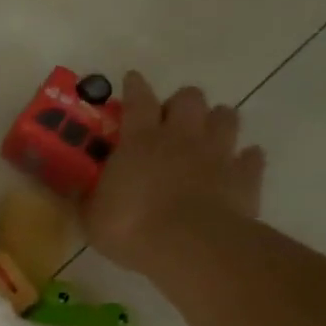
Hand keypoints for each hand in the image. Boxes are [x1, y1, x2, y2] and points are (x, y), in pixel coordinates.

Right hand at [81, 72, 266, 275]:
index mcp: (140, 140)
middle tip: (170, 119)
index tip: (133, 78)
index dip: (135, 86)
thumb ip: (87, 198)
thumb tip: (74, 191)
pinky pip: (251, 156)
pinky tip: (237, 165)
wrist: (191, 247)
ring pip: (226, 116)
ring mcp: (217, 154)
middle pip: (189, 97)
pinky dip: (244, 157)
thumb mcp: (92, 216)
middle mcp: (181, 137)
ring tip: (205, 135)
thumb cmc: (131, 226)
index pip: (138, 100)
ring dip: (215, 121)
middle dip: (180, 102)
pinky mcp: (245, 176)